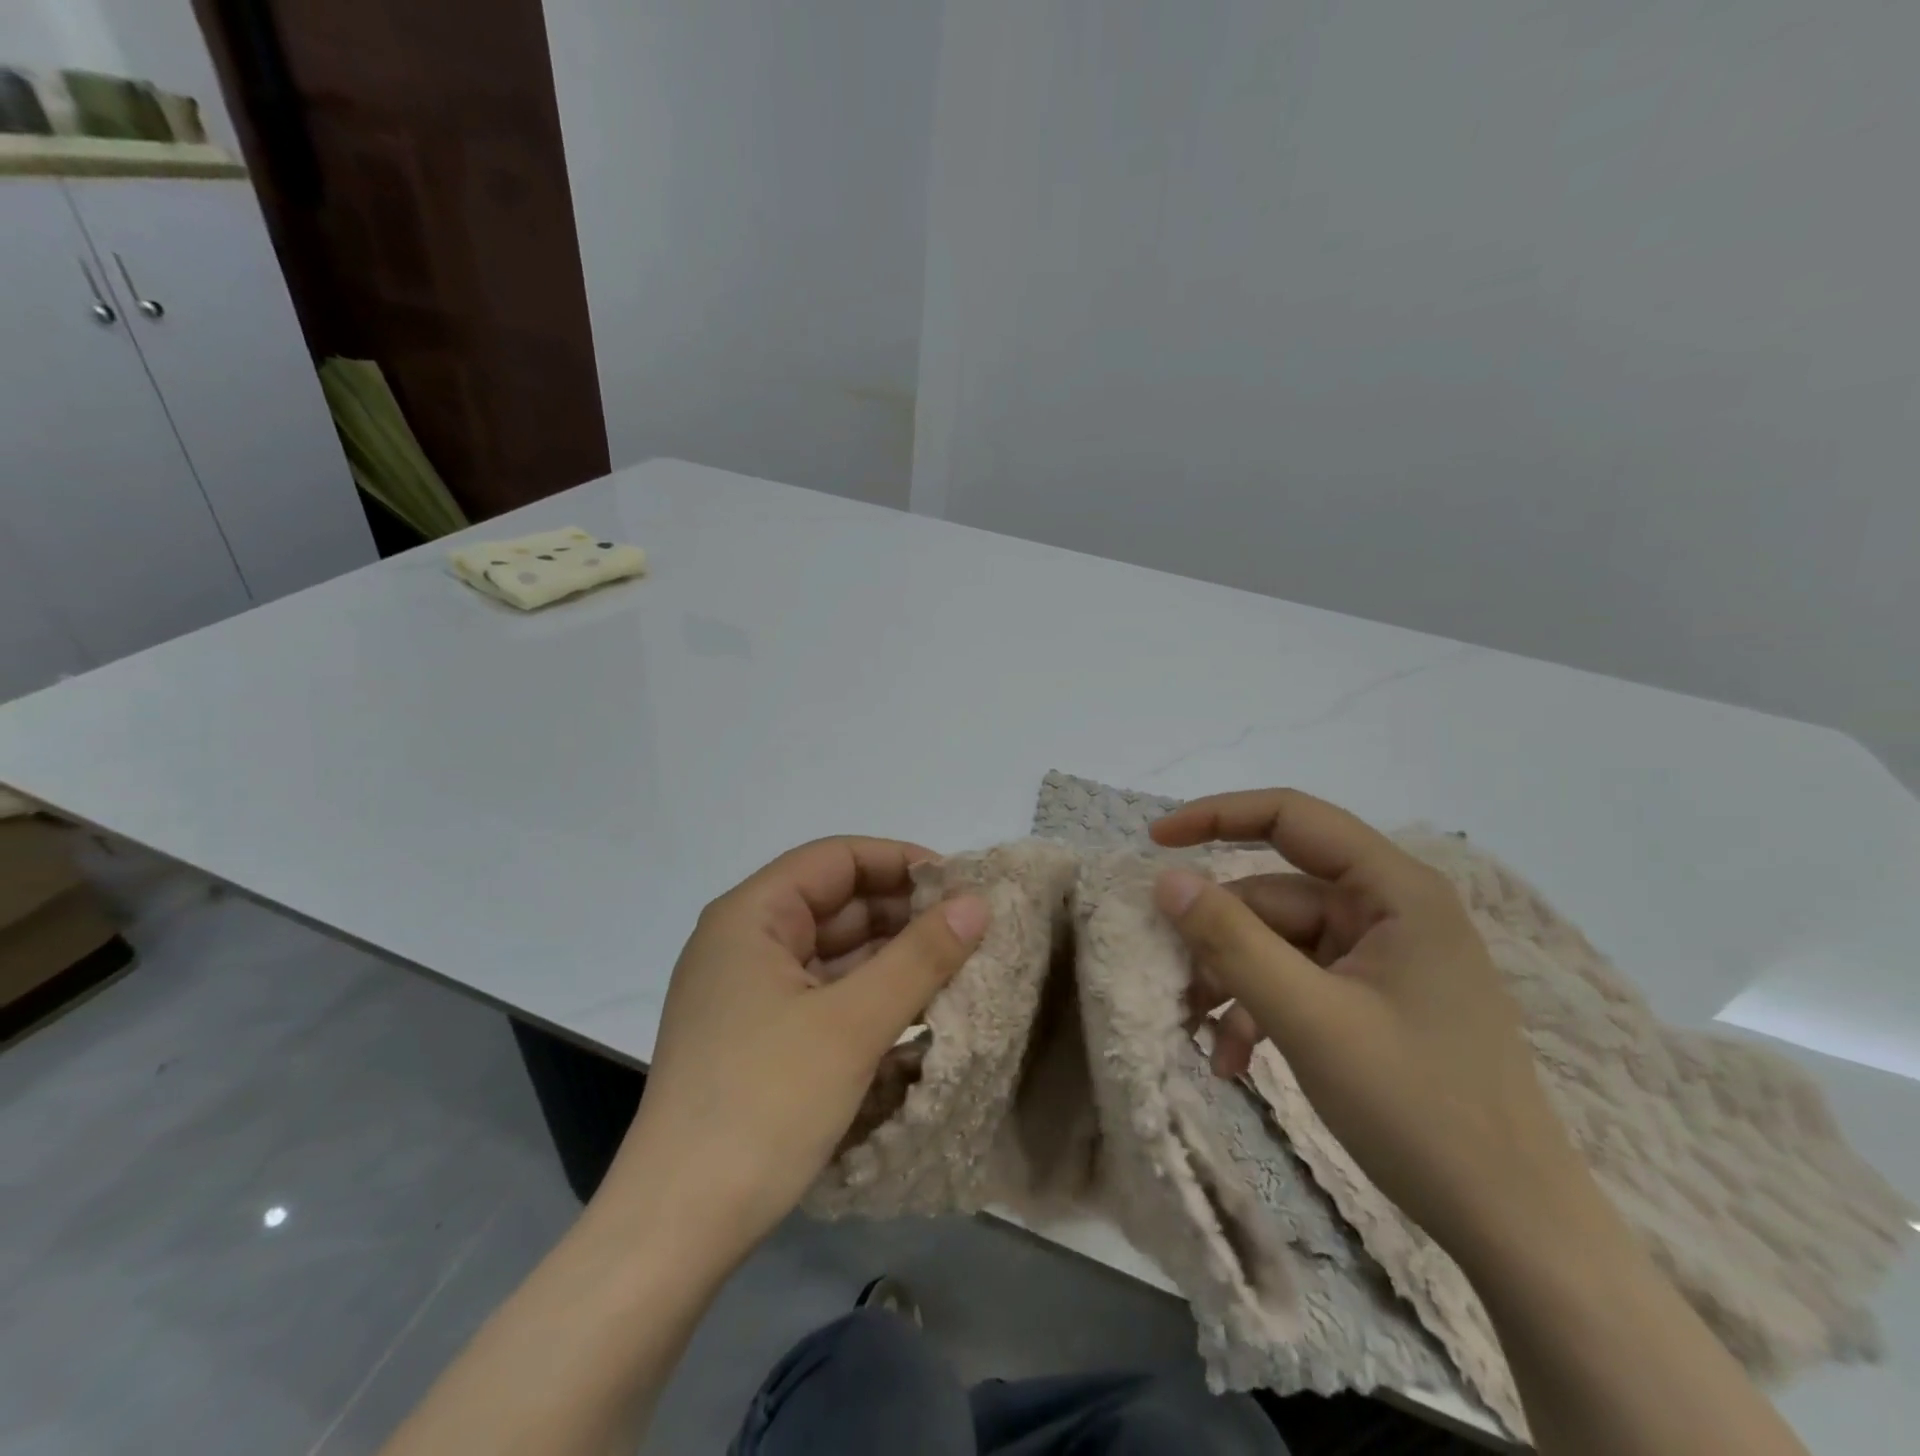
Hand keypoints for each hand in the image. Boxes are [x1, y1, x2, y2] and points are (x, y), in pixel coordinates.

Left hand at [594, 838, 989, 1269]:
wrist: (678, 1227)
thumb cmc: (765, 1104)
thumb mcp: (853, 1024)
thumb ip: (920, 956)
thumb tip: (977, 902)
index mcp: (751, 916)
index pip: (835, 859)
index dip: (899, 861)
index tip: (958, 885)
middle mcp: (745, 942)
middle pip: (835, 904)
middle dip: (902, 913)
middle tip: (969, 930)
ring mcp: (749, 992)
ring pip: (833, 953)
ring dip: (891, 958)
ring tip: (957, 968)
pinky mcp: (758, 1036)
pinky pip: (824, 994)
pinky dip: (869, 996)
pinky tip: (917, 1012)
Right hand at [1152, 790, 1592, 1263]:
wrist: (1516, 1230)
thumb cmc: (1420, 1109)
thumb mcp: (1309, 1019)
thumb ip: (1232, 941)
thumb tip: (1166, 879)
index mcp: (1395, 891)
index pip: (1292, 817)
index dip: (1217, 816)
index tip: (1155, 842)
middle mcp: (1389, 911)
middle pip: (1274, 896)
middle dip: (1217, 938)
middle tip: (1169, 981)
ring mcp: (1382, 959)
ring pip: (1277, 944)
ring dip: (1232, 983)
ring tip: (1200, 1036)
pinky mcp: (1374, 1000)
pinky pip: (1297, 982)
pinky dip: (1259, 1011)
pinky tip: (1235, 1060)